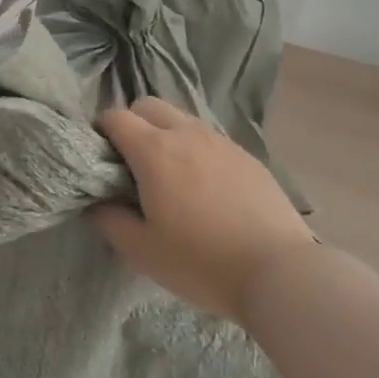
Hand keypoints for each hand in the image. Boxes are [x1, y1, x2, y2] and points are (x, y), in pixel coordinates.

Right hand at [93, 97, 314, 322]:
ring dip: (165, 134)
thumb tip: (99, 201)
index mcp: (154, 150)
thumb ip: (109, 220)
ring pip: (181, 119)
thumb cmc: (201, 262)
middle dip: (133, 123)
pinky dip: (195, 150)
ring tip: (170, 176)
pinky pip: (209, 139)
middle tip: (132, 163)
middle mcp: (186, 134)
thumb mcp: (141, 251)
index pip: (116, 117)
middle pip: (148, 105)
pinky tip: (205, 188)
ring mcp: (220, 142)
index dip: (101, 132)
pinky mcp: (247, 156)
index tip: (100, 157)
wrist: (279, 273)